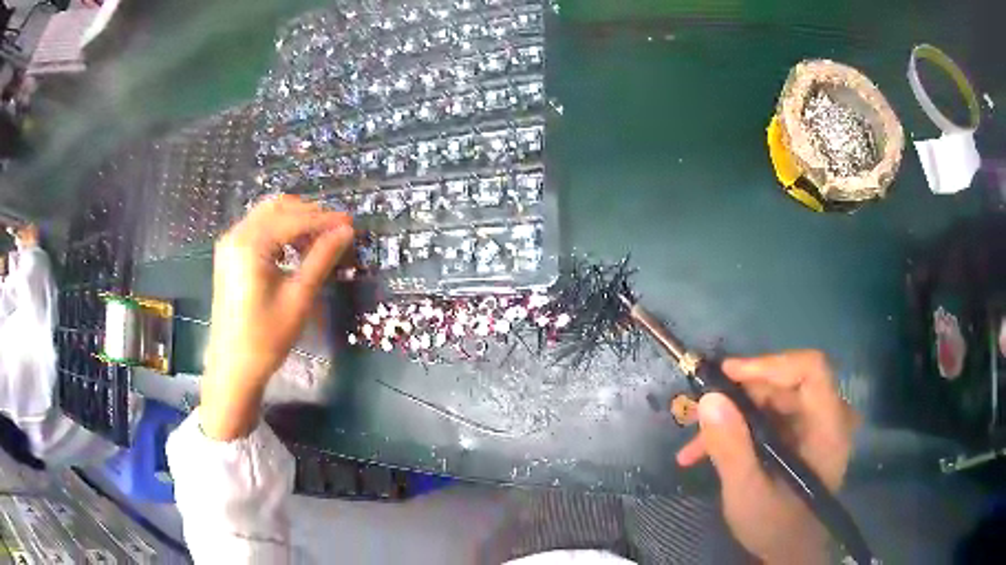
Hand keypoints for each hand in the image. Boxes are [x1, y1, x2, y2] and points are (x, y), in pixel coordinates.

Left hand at [200, 195, 353, 440]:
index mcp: (250, 244)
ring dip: (295, 220)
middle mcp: (236, 235)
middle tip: (338, 230)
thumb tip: (346, 232)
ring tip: (321, 239)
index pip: (294, 219)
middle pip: (278, 207)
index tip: (352, 224)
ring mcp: (230, 244)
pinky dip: (280, 231)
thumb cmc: (265, 338)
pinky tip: (296, 247)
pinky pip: (258, 229)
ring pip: (267, 215)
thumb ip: (321, 259)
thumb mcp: (298, 298)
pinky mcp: (229, 255)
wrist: (233, 368)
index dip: (325, 219)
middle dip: (310, 214)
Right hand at [676, 350, 858, 563]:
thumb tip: (709, 399)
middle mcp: (826, 418)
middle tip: (699, 413)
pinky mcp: (798, 437)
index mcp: (828, 427)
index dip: (771, 364)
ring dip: (731, 417)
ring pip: (771, 401)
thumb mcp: (747, 492)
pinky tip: (703, 453)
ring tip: (694, 445)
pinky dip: (737, 430)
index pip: (811, 370)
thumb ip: (731, 448)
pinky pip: (768, 419)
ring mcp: (812, 427)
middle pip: (785, 384)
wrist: (788, 551)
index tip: (729, 374)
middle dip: (739, 398)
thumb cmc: (775, 526)